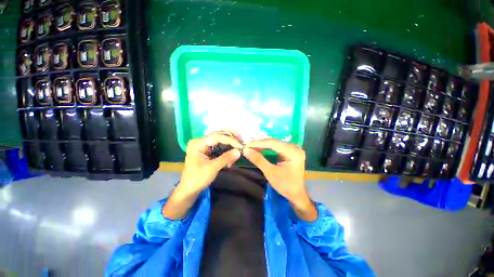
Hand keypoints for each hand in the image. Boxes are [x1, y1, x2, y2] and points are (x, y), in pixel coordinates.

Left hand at [178, 133, 242, 195]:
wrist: (190, 189)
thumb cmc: (198, 179)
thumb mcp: (212, 168)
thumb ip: (226, 158)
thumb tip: (239, 151)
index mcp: (198, 143)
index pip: (217, 137)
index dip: (230, 140)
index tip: (240, 146)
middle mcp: (201, 141)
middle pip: (219, 135)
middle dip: (232, 139)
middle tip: (242, 144)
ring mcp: (205, 145)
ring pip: (221, 139)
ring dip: (231, 144)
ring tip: (237, 152)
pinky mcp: (209, 149)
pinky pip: (221, 145)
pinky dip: (228, 150)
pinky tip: (232, 156)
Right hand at [243, 139, 316, 220]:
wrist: (296, 194)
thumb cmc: (285, 185)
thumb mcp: (270, 172)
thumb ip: (258, 160)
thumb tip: (245, 150)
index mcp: (293, 152)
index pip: (273, 143)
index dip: (258, 143)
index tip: (246, 145)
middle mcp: (294, 147)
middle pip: (274, 142)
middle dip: (259, 144)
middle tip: (247, 146)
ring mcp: (293, 148)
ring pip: (274, 144)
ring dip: (262, 145)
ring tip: (250, 147)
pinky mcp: (290, 151)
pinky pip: (276, 147)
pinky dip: (267, 148)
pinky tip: (259, 149)